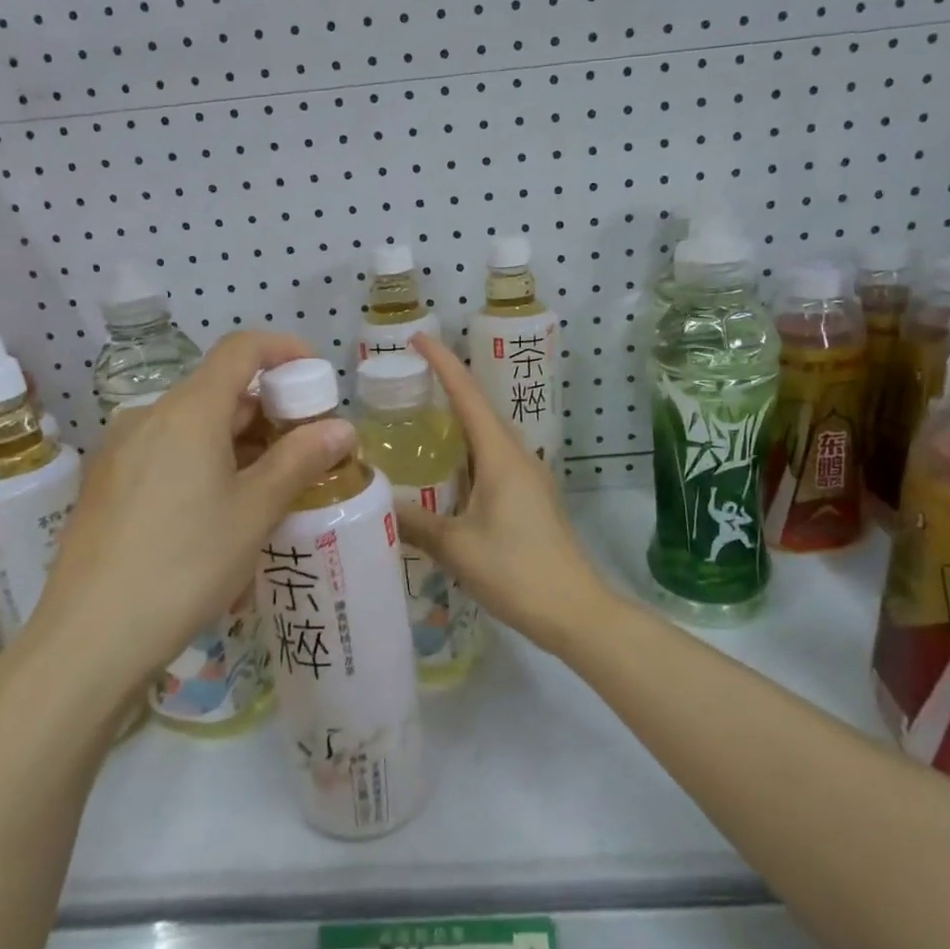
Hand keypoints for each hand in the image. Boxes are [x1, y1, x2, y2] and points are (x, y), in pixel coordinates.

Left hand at [27, 332, 356, 686]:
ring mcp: (120, 450)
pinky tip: (219, 510)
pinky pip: (167, 452)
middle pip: (219, 390)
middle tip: (306, 451)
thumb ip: (300, 460)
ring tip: (270, 488)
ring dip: (239, 441)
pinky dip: (205, 461)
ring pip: (193, 425)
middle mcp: (148, 416)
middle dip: (269, 411)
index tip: (316, 378)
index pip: (241, 349)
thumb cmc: (185, 565)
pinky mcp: (107, 483)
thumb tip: (342, 427)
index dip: (284, 351)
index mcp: (188, 411)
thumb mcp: (255, 512)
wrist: (90, 638)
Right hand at [395, 332, 609, 653]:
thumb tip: (373, 502)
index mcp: (501, 455)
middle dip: (446, 388)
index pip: (467, 394)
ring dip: (456, 423)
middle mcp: (518, 456)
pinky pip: (492, 461)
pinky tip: (444, 473)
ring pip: (486, 437)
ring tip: (418, 421)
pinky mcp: (530, 499)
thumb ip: (414, 522)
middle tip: (405, 383)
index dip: (442, 362)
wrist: (576, 611)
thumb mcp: (457, 547)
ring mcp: (528, 478)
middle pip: (479, 409)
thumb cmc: (517, 571)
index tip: (416, 338)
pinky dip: (466, 454)